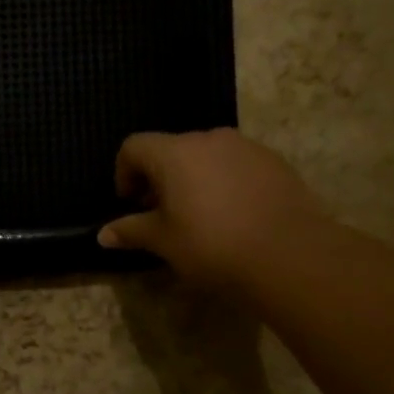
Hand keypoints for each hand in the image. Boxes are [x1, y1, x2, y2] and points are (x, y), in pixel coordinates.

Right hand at [97, 129, 325, 288]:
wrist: (290, 254)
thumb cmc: (212, 245)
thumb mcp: (164, 241)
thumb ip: (131, 231)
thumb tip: (103, 234)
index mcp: (174, 152)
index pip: (134, 146)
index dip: (124, 173)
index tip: (131, 204)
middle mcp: (209, 139)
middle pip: (171, 148)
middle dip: (159, 177)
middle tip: (161, 213)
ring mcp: (246, 147)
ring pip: (206, 156)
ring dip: (193, 178)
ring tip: (199, 215)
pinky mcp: (275, 162)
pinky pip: (236, 165)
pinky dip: (224, 182)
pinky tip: (233, 215)